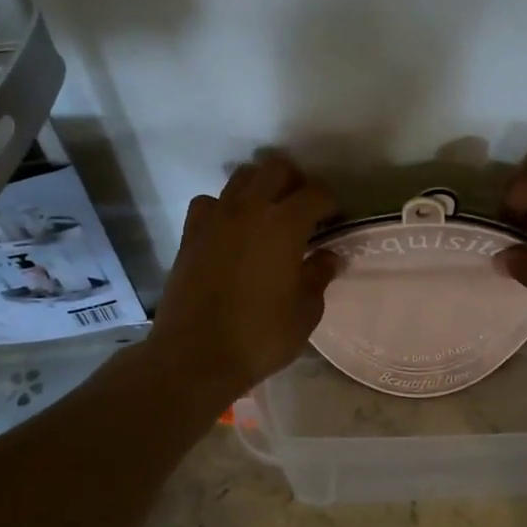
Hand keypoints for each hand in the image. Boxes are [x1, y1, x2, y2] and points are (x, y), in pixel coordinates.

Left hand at [148, 155, 339, 399]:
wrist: (194, 357)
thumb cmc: (259, 337)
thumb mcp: (305, 312)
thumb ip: (319, 275)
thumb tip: (329, 255)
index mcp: (285, 224)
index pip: (316, 192)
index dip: (331, 202)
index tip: (335, 220)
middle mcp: (250, 209)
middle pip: (277, 169)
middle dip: (296, 182)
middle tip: (304, 210)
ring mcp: (216, 218)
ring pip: (242, 177)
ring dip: (261, 186)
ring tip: (268, 214)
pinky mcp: (191, 233)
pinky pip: (209, 202)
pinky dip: (224, 206)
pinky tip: (230, 229)